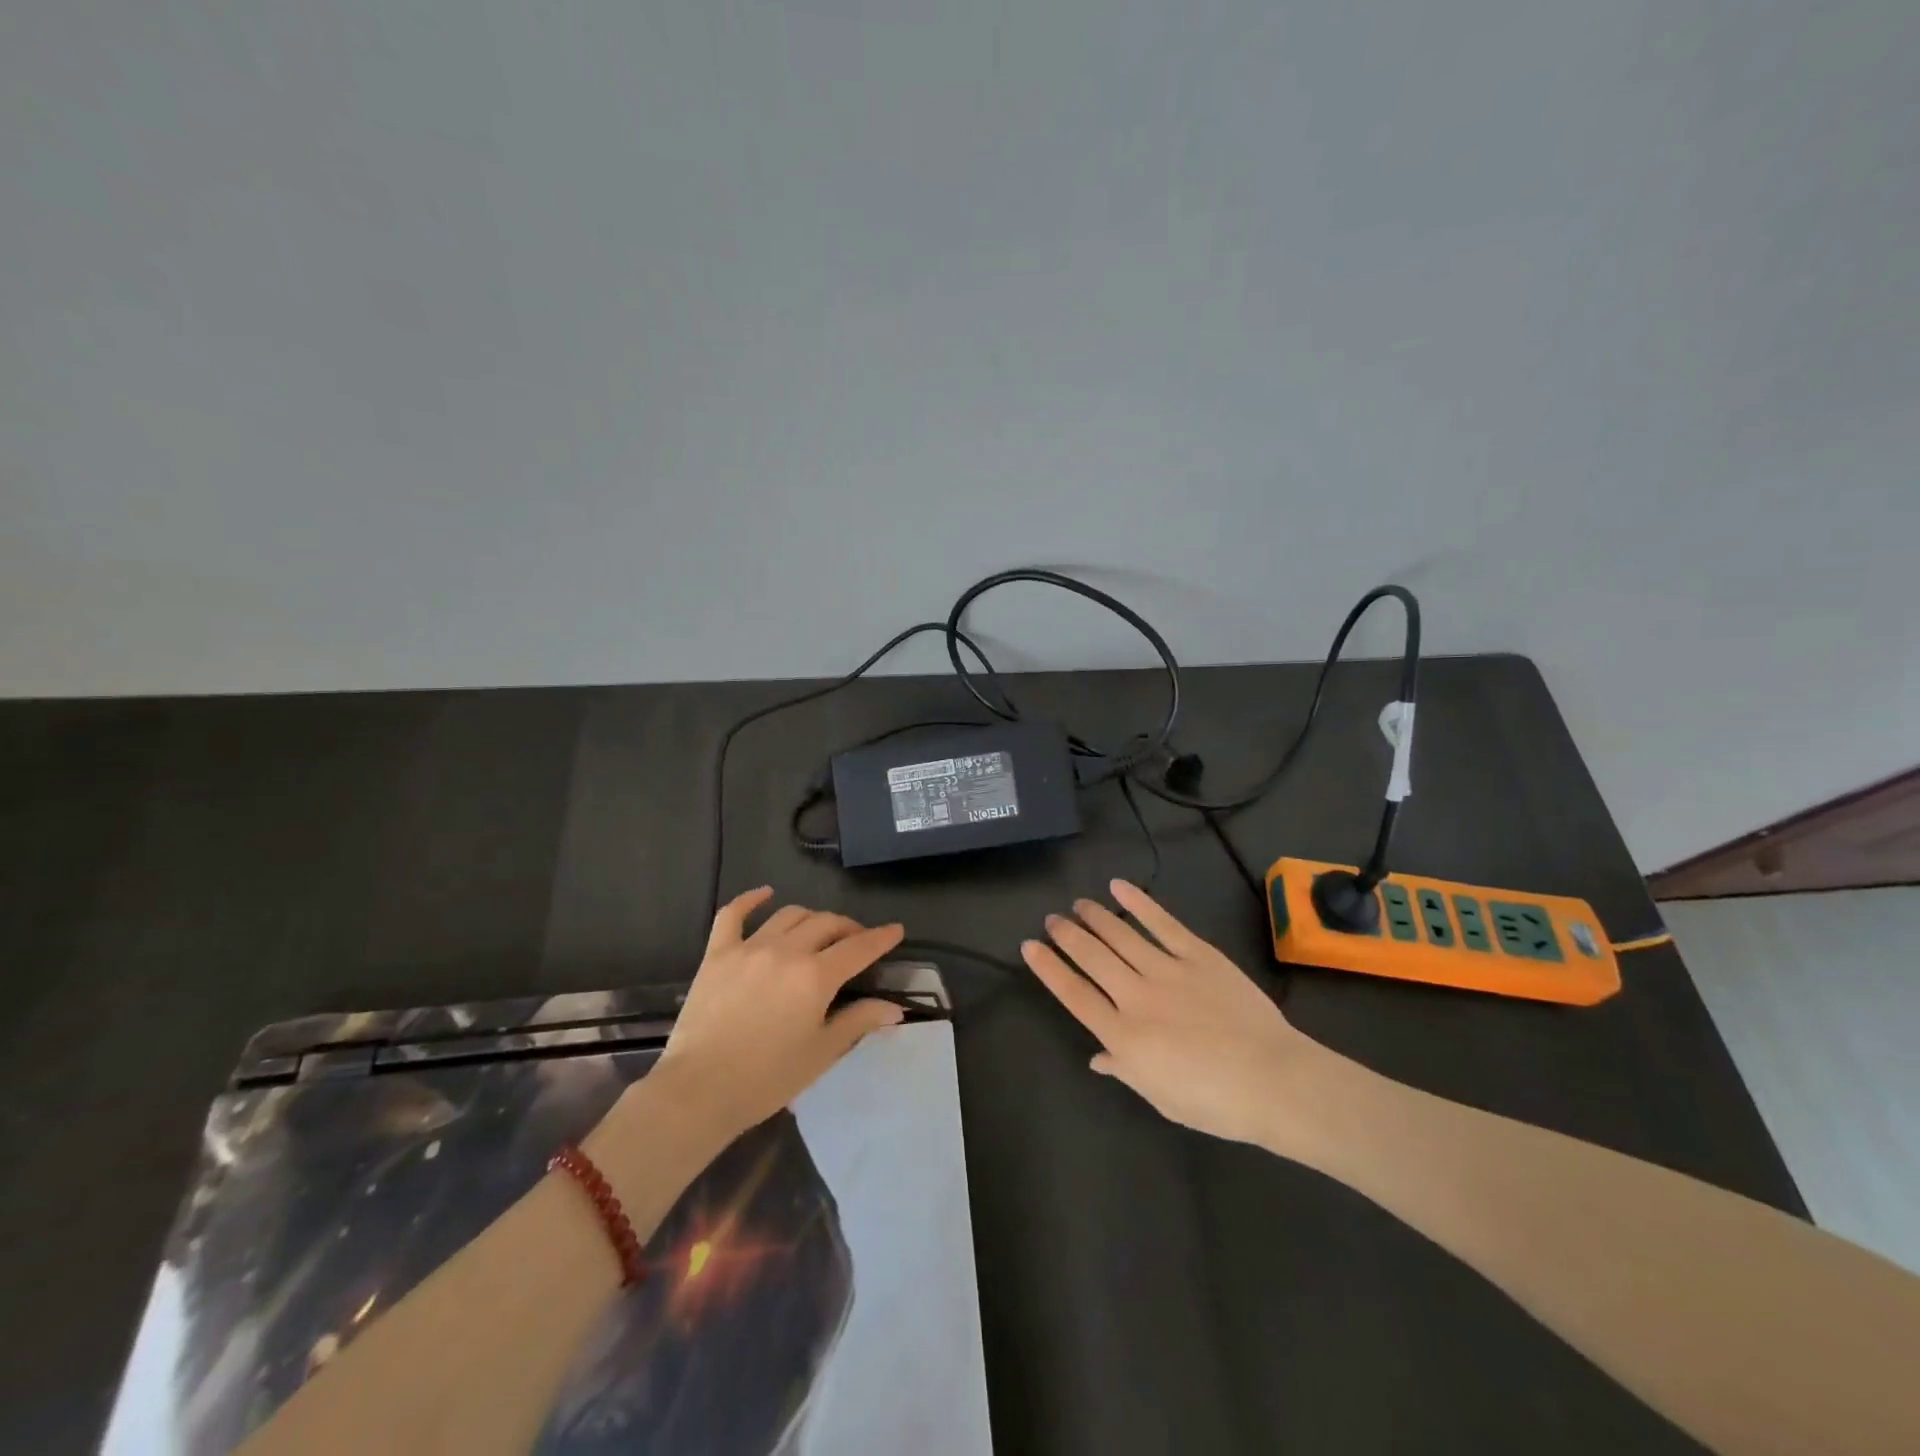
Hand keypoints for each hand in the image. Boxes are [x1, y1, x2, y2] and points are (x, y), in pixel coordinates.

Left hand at [651, 888, 906, 1140]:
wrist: (699, 1091)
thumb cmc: (767, 1078)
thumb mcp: (822, 1053)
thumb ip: (858, 1022)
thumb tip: (894, 1009)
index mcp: (816, 976)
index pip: (859, 948)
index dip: (881, 938)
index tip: (895, 930)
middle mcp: (786, 951)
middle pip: (826, 924)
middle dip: (848, 928)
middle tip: (857, 941)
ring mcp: (749, 948)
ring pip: (789, 915)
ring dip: (812, 918)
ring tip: (819, 930)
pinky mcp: (717, 954)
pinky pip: (733, 914)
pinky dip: (751, 899)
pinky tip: (765, 894)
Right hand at [1022, 879, 1332, 1146]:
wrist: (1274, 1080)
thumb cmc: (1216, 1102)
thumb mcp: (1161, 1097)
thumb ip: (1126, 1070)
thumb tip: (1098, 1057)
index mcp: (1124, 1037)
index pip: (1074, 994)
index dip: (1049, 969)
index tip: (1030, 947)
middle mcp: (1136, 997)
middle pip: (1091, 958)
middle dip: (1067, 935)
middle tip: (1052, 919)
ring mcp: (1167, 971)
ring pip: (1120, 935)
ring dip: (1095, 916)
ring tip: (1079, 904)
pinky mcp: (1198, 955)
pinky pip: (1162, 924)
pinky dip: (1138, 903)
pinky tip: (1119, 887)